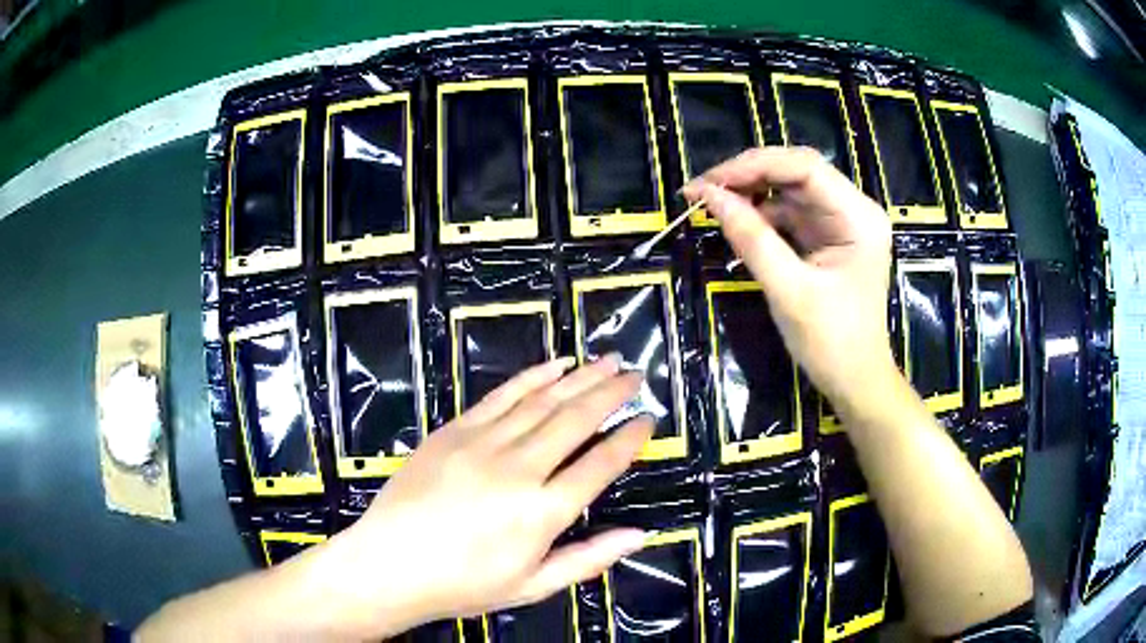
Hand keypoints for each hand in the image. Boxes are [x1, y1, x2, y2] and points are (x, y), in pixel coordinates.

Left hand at [310, 356, 653, 638]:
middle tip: (635, 374)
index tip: (647, 419)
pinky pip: (502, 396)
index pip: (600, 464)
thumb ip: (589, 559)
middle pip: (576, 420)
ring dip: (581, 378)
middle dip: (611, 392)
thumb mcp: (532, 585)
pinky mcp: (454, 431)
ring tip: (608, 360)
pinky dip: (533, 377)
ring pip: (543, 401)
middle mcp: (518, 470)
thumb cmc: (463, 584)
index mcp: (542, 513)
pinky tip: (555, 365)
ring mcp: (483, 444)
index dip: (629, 439)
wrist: (390, 565)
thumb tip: (640, 534)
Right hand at [683, 146, 894, 407]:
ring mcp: (841, 221)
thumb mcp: (789, 291)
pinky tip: (735, 220)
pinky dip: (760, 214)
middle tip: (702, 189)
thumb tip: (709, 195)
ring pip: (790, 188)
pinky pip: (790, 211)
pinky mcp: (828, 236)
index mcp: (858, 217)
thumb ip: (751, 239)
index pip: (804, 167)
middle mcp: (853, 209)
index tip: (709, 182)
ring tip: (710, 202)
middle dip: (748, 175)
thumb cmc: (831, 343)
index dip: (753, 166)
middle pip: (796, 171)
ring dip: (750, 192)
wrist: (855, 382)